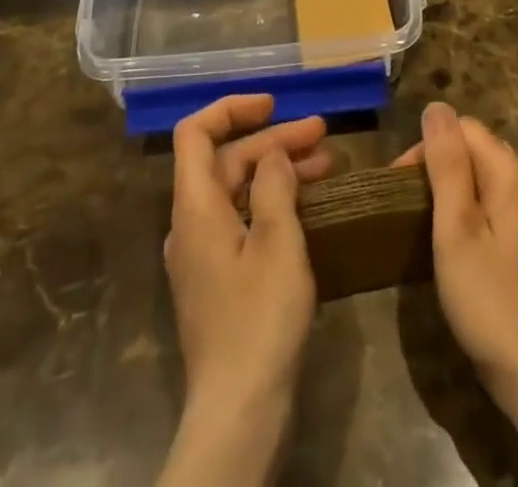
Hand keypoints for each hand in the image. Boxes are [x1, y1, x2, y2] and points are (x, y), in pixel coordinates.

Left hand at [159, 95, 327, 485]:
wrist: (238, 413)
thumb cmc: (259, 319)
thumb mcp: (278, 242)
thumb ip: (275, 186)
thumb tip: (273, 154)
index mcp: (195, 207)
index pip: (195, 133)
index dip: (231, 108)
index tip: (274, 104)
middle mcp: (190, 224)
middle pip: (225, 161)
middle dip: (273, 141)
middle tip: (323, 135)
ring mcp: (203, 254)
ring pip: (237, 191)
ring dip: (278, 171)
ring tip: (327, 164)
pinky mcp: (219, 280)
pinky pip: (242, 221)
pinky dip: (272, 203)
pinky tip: (308, 207)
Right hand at [395, 102, 517, 407]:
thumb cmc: (490, 301)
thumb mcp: (456, 229)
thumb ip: (447, 164)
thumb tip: (436, 107)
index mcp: (511, 172)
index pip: (462, 128)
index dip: (427, 148)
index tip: (400, 188)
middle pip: (475, 149)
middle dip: (439, 166)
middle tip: (410, 211)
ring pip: (485, 177)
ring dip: (454, 191)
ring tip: (428, 227)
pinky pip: (497, 203)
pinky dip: (473, 211)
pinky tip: (459, 245)